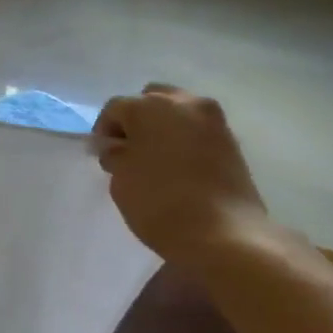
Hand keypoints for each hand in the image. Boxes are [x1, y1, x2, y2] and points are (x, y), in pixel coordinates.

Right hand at [95, 85, 269, 264]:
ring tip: (154, 159)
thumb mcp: (121, 178)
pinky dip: (184, 140)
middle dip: (136, 120)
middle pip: (151, 100)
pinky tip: (177, 166)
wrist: (223, 233)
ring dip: (162, 128)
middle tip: (128, 150)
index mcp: (150, 106)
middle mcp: (184, 102)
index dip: (103, 130)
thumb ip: (115, 154)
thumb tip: (115, 147)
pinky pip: (197, 129)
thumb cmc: (159, 201)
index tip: (102, 156)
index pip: (116, 108)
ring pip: (178, 111)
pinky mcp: (231, 141)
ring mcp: (213, 120)